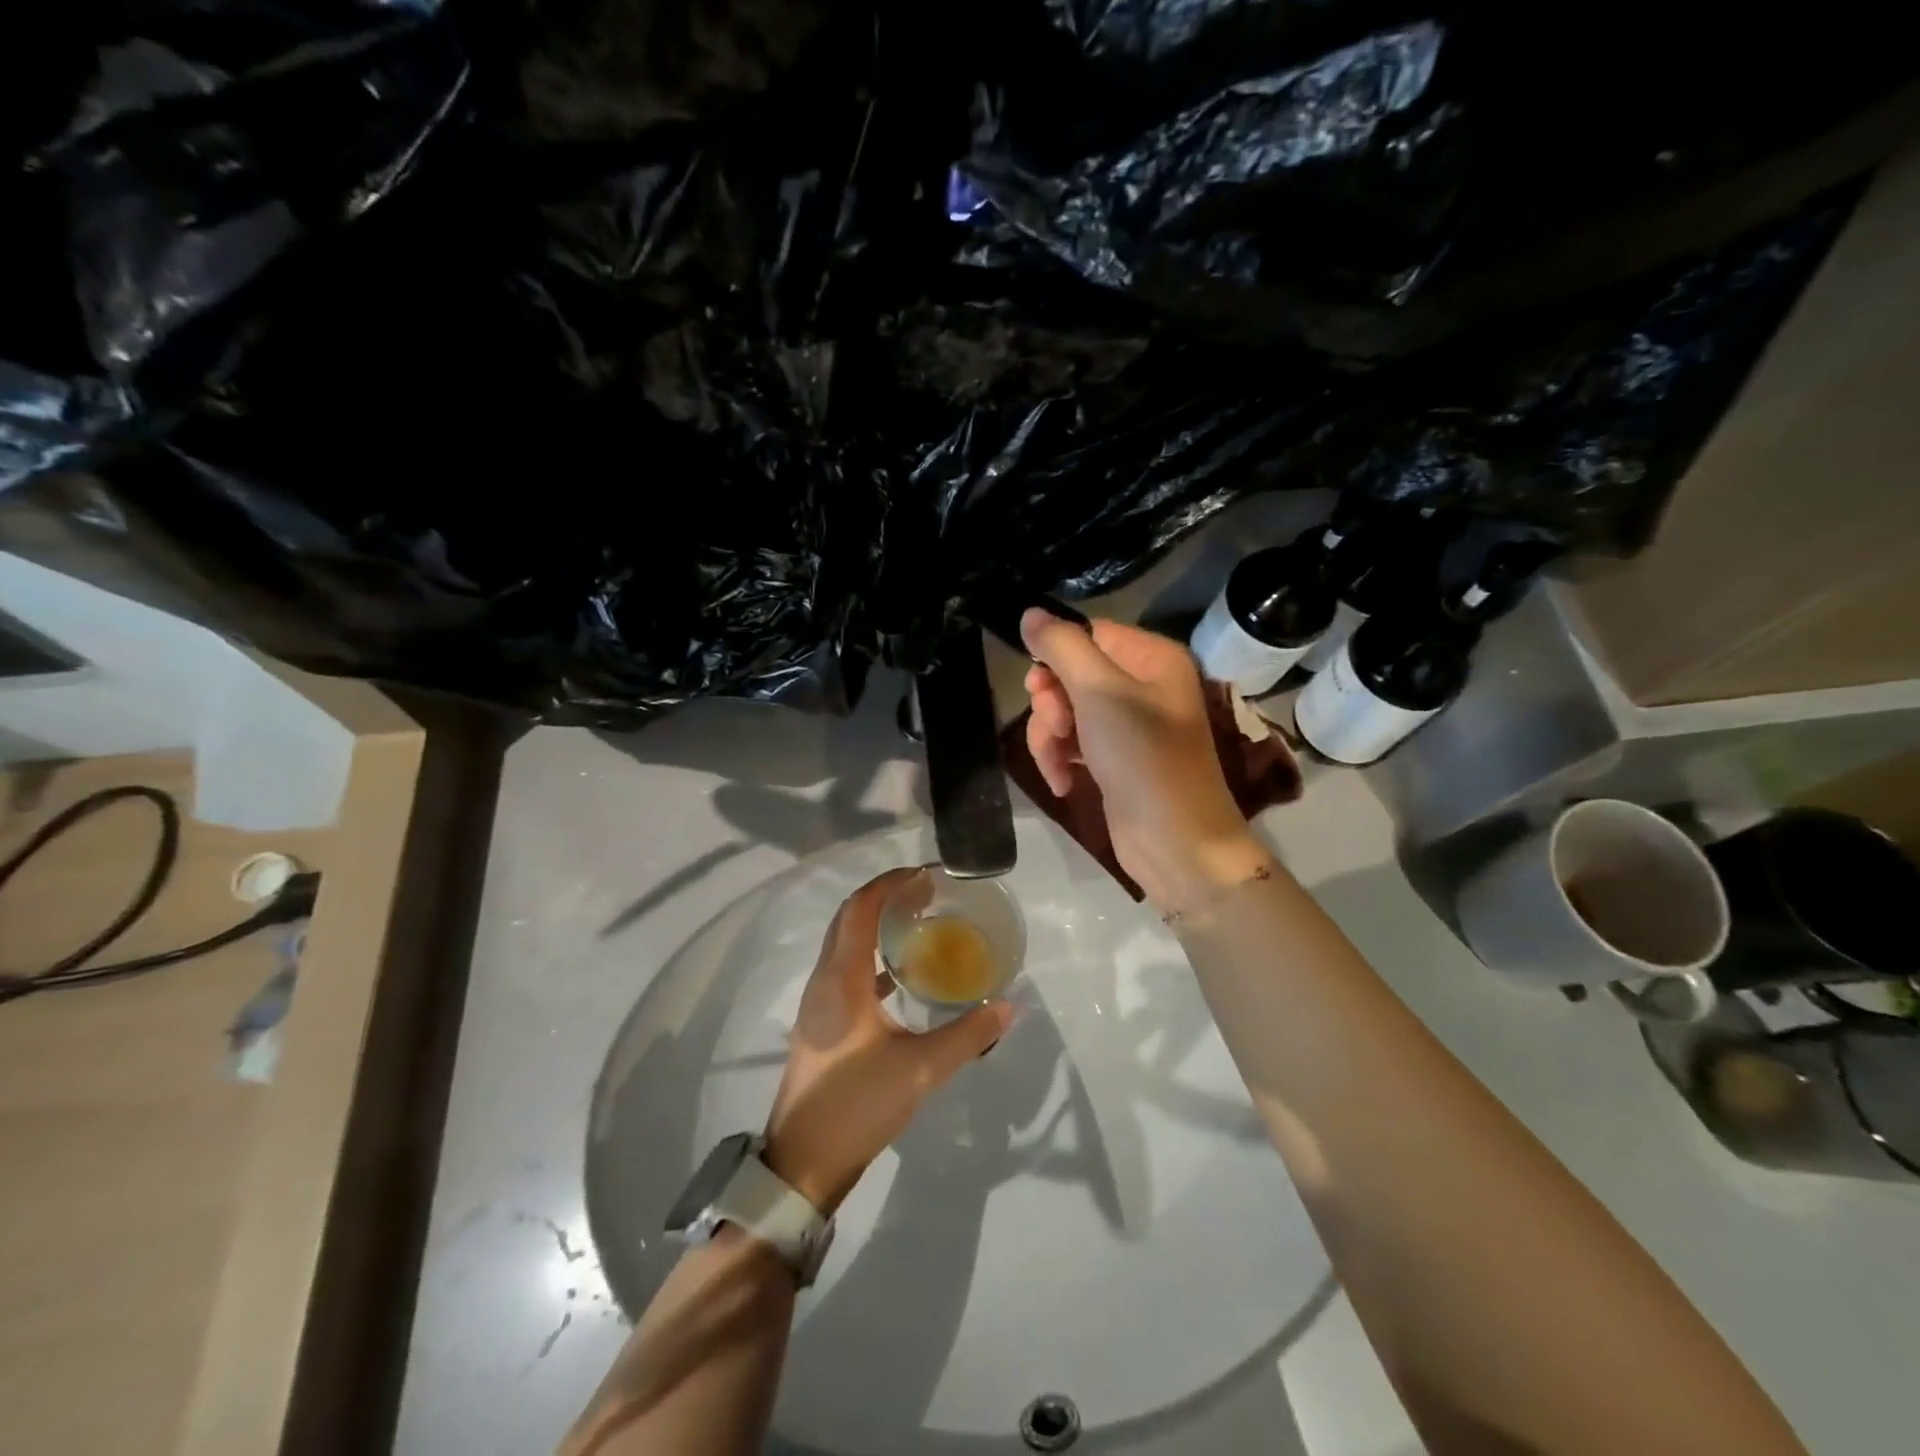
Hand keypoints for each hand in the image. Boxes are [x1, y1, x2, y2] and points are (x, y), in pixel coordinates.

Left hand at [763, 870, 1014, 1215]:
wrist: (804, 1161)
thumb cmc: (858, 1104)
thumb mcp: (921, 1070)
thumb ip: (968, 1035)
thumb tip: (1010, 1006)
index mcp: (842, 978)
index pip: (861, 909)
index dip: (889, 884)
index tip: (925, 875)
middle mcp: (824, 979)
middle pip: (849, 918)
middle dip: (884, 897)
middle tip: (927, 894)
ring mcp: (818, 1002)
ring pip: (844, 943)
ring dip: (875, 924)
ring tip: (917, 922)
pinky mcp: (821, 1022)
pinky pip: (845, 969)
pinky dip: (870, 956)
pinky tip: (900, 973)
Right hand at [1021, 609, 1271, 915]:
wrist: (1176, 844)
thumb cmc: (1143, 760)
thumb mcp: (1099, 694)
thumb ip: (1062, 648)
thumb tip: (1029, 613)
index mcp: (1151, 658)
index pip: (1088, 634)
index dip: (1057, 658)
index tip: (1039, 686)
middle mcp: (1142, 684)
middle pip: (1071, 674)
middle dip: (1051, 704)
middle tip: (1057, 727)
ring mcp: (1128, 724)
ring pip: (1065, 711)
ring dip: (1050, 737)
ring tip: (1057, 765)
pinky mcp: (1114, 758)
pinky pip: (1072, 742)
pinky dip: (1061, 758)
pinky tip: (1062, 782)